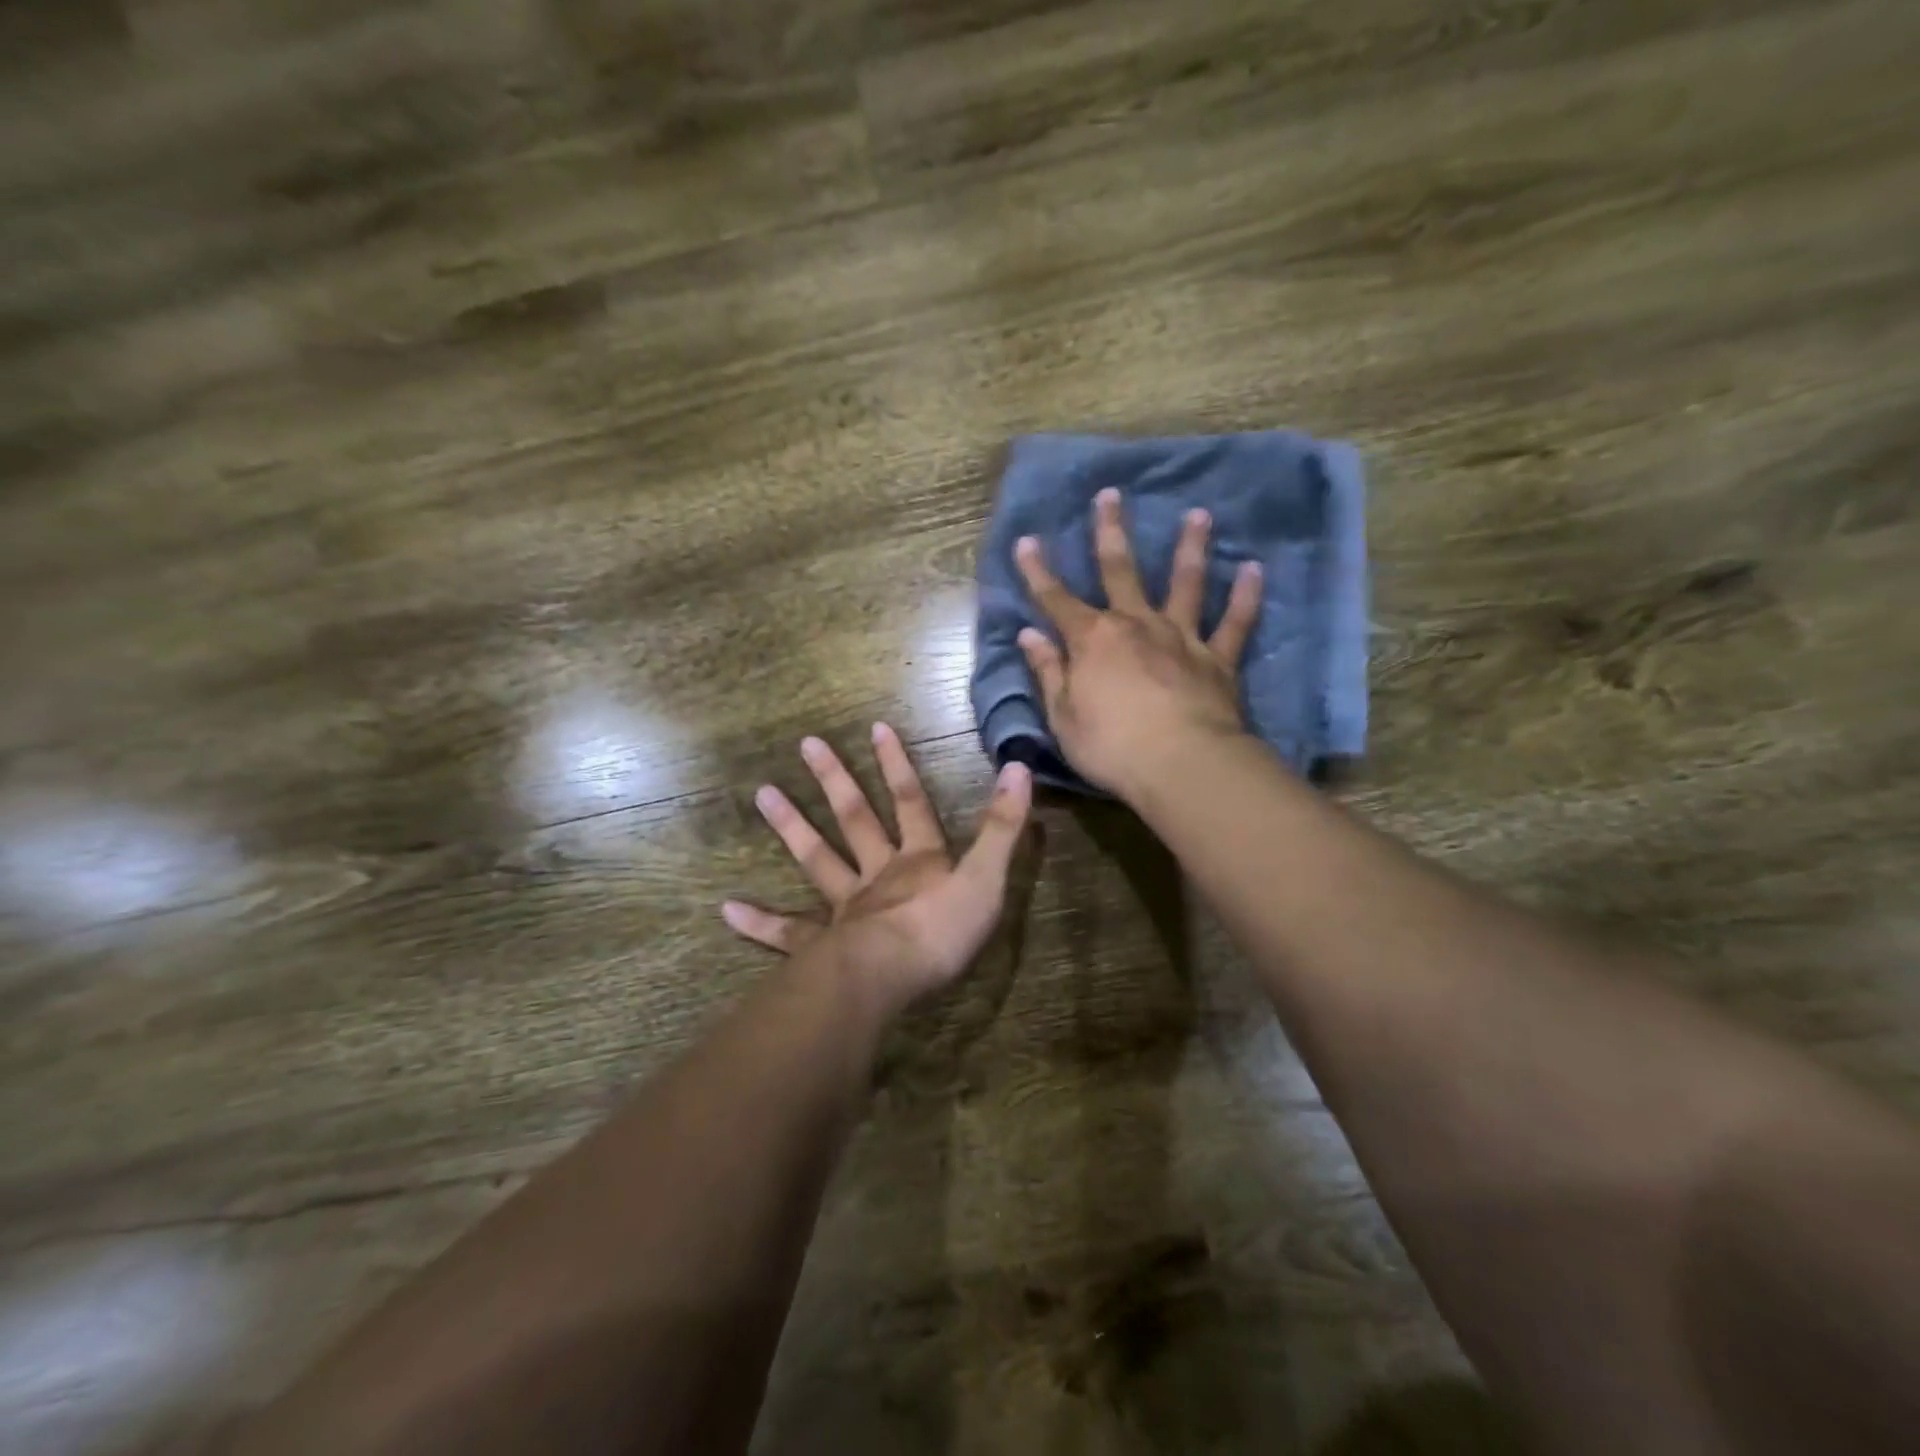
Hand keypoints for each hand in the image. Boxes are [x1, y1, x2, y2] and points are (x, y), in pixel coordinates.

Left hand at [723, 723, 1032, 1017]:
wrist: (892, 976)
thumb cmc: (942, 930)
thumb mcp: (986, 877)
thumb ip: (1003, 826)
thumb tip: (1019, 767)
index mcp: (917, 860)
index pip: (909, 801)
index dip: (897, 765)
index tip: (875, 727)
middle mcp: (878, 874)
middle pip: (855, 819)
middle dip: (835, 780)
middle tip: (806, 744)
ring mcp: (845, 908)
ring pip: (817, 860)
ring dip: (792, 827)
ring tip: (762, 794)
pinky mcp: (821, 945)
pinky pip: (787, 931)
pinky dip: (759, 922)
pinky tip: (727, 909)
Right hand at [1015, 487, 1261, 797]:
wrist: (1180, 764)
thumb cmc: (1110, 746)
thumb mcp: (1063, 715)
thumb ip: (1048, 672)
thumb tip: (1029, 636)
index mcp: (1092, 640)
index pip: (1055, 599)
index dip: (1037, 571)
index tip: (1026, 540)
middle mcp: (1136, 626)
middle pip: (1120, 570)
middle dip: (1110, 532)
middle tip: (1110, 494)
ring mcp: (1180, 638)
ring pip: (1185, 583)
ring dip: (1189, 547)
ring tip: (1198, 514)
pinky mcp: (1217, 659)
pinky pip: (1234, 622)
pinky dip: (1245, 596)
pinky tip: (1254, 568)